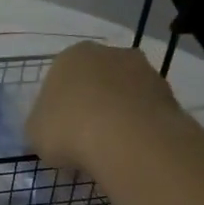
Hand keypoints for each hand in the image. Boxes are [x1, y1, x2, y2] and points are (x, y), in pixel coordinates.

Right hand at [26, 42, 186, 171]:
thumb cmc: (67, 129)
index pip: (59, 79)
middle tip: (81, 140)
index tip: (57, 133)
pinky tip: (128, 151)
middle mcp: (109, 53)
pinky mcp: (168, 93)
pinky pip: (144, 112)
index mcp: (71, 56)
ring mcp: (144, 70)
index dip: (56, 108)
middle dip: (89, 106)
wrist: (126, 139)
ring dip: (115, 116)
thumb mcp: (35, 133)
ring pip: (122, 95)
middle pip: (94, 82)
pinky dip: (136, 128)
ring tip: (107, 151)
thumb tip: (52, 130)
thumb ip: (42, 125)